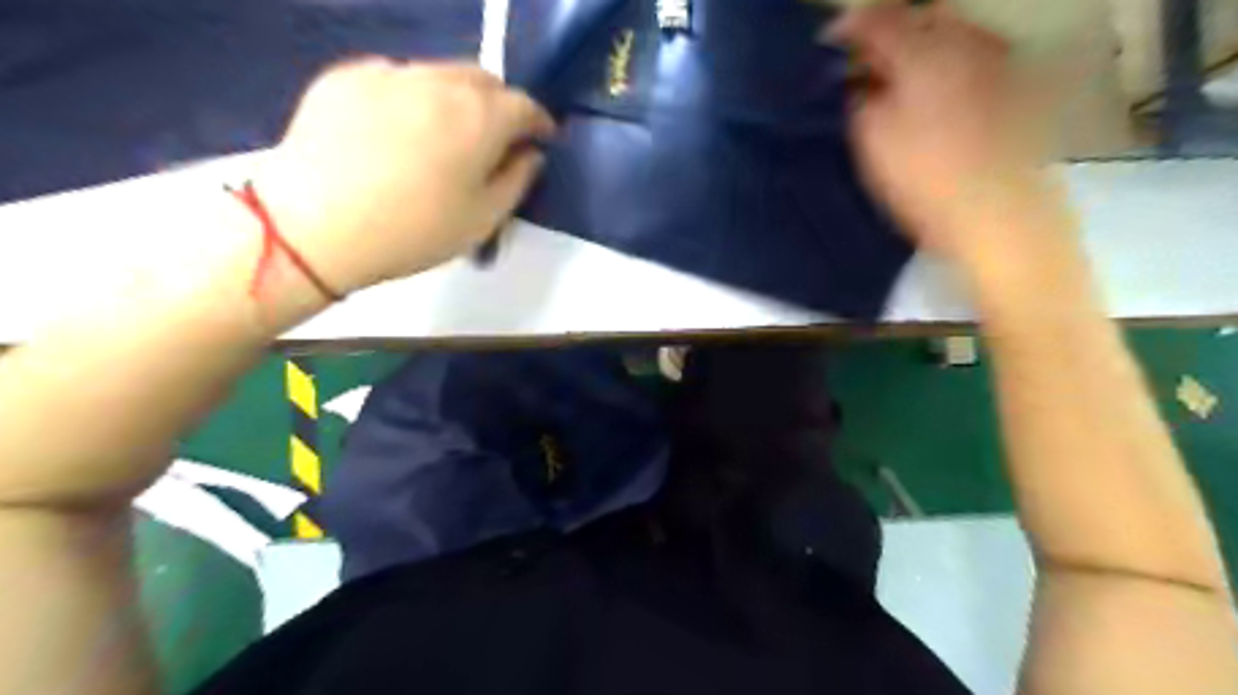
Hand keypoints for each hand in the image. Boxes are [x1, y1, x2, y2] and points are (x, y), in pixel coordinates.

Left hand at [255, 56, 556, 291]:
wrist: (315, 225)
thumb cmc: (413, 231)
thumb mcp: (483, 219)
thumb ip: (517, 181)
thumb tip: (530, 155)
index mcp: (479, 116)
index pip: (525, 105)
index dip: (539, 123)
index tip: (542, 140)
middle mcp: (438, 81)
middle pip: (483, 79)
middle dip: (500, 104)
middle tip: (496, 139)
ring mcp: (389, 73)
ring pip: (439, 74)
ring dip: (456, 99)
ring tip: (445, 136)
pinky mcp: (346, 77)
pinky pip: (395, 79)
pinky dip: (411, 99)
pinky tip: (397, 134)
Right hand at [825, 3, 1059, 265]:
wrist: (998, 215)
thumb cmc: (924, 180)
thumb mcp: (872, 141)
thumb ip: (860, 100)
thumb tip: (860, 82)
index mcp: (925, 52)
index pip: (879, 19)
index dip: (848, 28)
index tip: (827, 45)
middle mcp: (967, 42)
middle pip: (922, 16)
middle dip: (889, 33)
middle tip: (865, 65)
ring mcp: (998, 61)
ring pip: (951, 35)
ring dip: (919, 49)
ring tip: (898, 82)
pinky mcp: (1016, 86)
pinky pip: (972, 58)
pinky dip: (945, 67)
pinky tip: (932, 98)